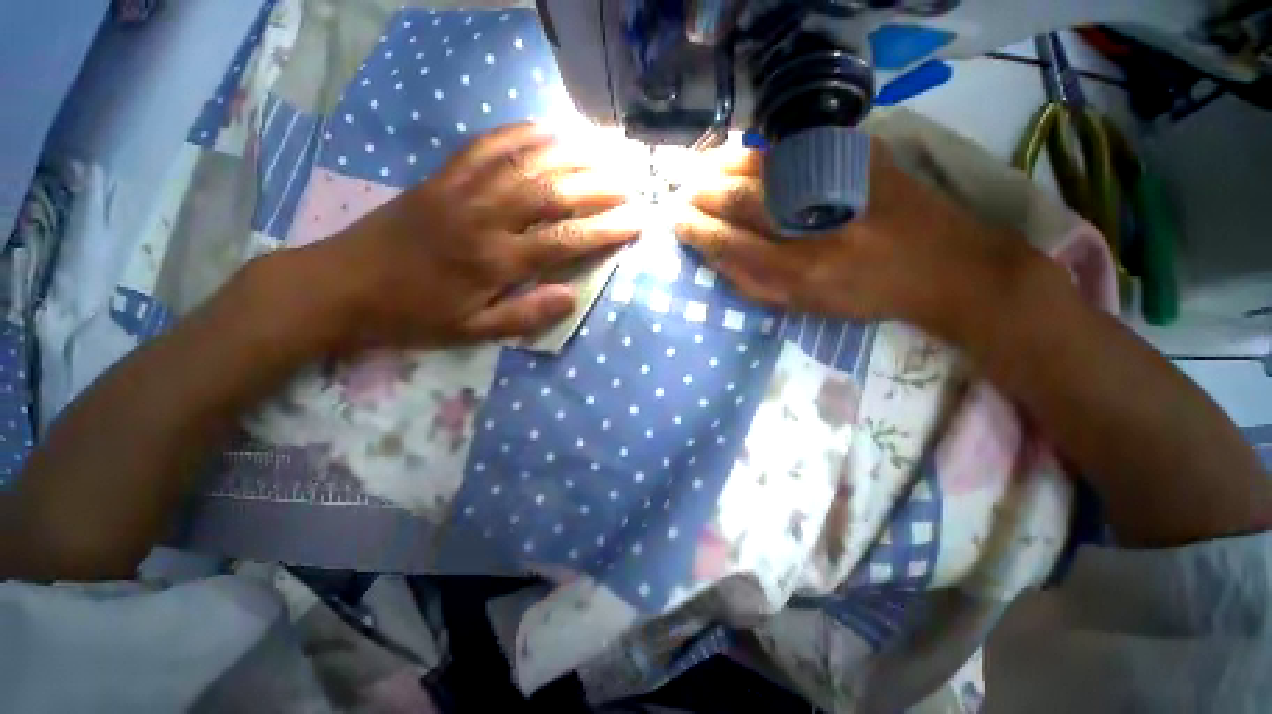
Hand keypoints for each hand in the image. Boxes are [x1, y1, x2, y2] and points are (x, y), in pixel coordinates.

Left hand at [292, 122, 640, 351]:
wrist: (343, 285)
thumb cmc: (414, 315)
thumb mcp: (473, 332)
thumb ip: (525, 316)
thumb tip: (571, 297)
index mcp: (495, 261)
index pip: (565, 239)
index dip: (606, 229)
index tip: (637, 222)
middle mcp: (484, 217)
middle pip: (553, 192)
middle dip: (599, 187)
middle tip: (630, 184)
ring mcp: (461, 189)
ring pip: (526, 161)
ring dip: (570, 154)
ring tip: (604, 153)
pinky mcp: (442, 176)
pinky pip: (486, 144)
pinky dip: (521, 133)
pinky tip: (547, 130)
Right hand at [674, 141, 1041, 341]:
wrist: (944, 265)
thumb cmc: (865, 297)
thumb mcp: (804, 308)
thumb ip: (754, 285)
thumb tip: (714, 258)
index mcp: (800, 272)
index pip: (730, 244)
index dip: (697, 231)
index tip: (677, 223)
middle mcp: (815, 225)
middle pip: (741, 200)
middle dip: (702, 195)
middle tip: (683, 195)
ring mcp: (838, 183)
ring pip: (762, 166)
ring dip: (722, 167)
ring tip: (701, 174)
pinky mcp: (860, 155)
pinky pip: (793, 148)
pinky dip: (758, 151)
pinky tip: (739, 158)